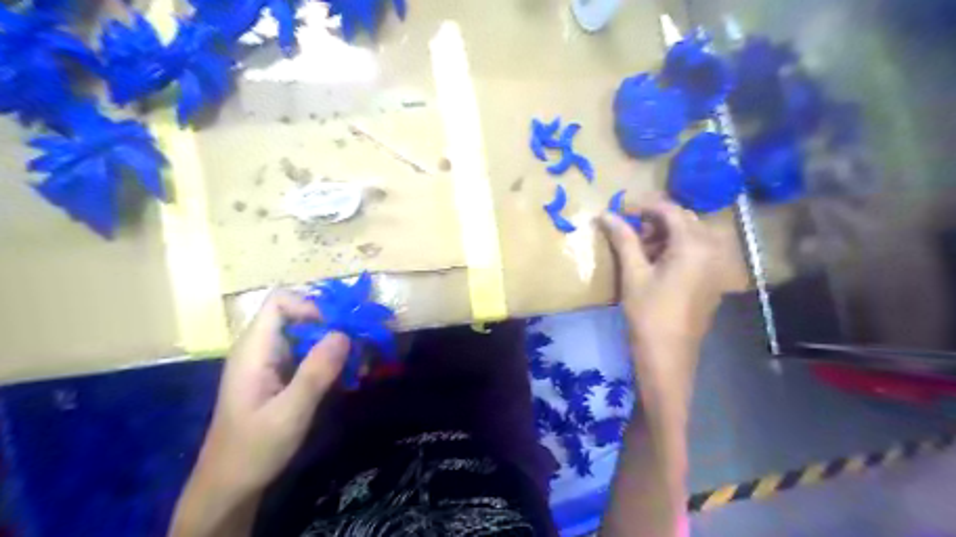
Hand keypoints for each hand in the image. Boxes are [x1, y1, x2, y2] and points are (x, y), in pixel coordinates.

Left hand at [194, 291, 347, 496]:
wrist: (229, 487)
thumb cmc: (253, 450)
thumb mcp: (289, 413)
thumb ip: (316, 372)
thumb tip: (344, 333)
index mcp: (254, 350)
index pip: (280, 302)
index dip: (310, 306)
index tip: (337, 329)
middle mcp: (262, 349)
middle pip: (299, 317)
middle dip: (332, 327)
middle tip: (360, 347)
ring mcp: (271, 363)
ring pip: (308, 336)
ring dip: (335, 346)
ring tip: (360, 364)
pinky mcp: (280, 377)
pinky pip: (309, 356)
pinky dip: (330, 361)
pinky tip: (349, 377)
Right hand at [600, 198, 729, 387]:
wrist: (668, 355)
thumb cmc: (648, 313)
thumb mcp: (633, 273)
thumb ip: (623, 239)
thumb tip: (605, 214)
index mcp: (694, 245)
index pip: (670, 210)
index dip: (643, 206)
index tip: (620, 209)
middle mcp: (712, 249)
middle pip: (684, 220)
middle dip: (656, 219)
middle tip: (629, 229)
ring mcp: (717, 265)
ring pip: (691, 234)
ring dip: (666, 233)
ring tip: (640, 246)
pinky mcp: (713, 279)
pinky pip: (697, 250)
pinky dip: (677, 247)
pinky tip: (656, 261)